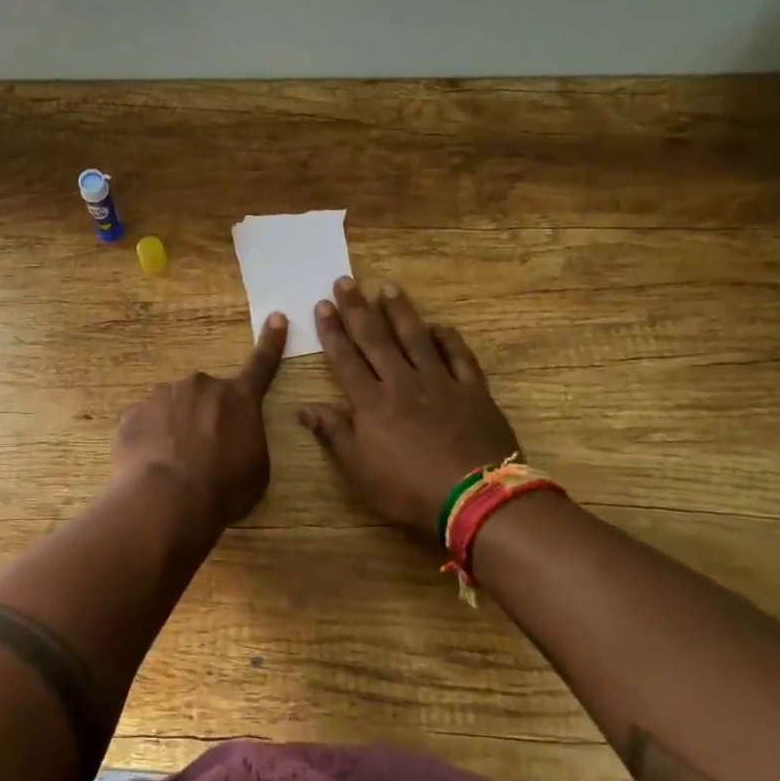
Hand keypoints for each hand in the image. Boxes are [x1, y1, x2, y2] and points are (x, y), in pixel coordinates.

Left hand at [112, 312, 288, 531]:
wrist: (168, 499)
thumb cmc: (224, 487)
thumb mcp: (256, 467)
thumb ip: (248, 438)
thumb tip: (235, 433)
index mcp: (239, 398)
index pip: (261, 365)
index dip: (271, 342)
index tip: (277, 317)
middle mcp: (201, 386)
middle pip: (207, 396)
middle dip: (206, 416)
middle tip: (203, 453)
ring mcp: (163, 396)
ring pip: (174, 407)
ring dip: (175, 427)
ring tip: (174, 465)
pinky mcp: (133, 413)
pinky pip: (146, 423)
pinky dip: (150, 439)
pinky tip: (151, 465)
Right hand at [300, 279, 519, 538]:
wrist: (475, 498)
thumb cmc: (409, 490)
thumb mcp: (360, 471)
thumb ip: (333, 435)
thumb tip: (304, 408)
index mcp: (371, 402)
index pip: (346, 358)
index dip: (332, 331)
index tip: (323, 305)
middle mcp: (402, 382)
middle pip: (376, 338)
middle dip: (358, 308)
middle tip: (346, 281)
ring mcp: (440, 382)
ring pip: (416, 338)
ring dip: (400, 312)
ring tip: (388, 288)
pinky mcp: (473, 390)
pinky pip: (459, 356)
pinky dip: (448, 338)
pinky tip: (439, 326)